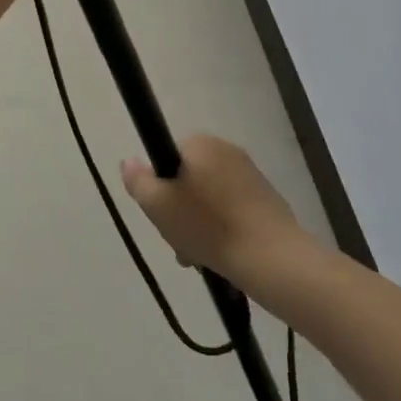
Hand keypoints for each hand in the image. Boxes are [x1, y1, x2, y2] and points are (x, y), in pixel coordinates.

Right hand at [122, 135, 309, 278]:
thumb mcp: (158, 205)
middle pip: (189, 179)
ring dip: (199, 223)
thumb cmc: (208, 226)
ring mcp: (251, 174)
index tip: (161, 215)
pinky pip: (232, 210)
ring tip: (200, 257)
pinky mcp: (268, 199)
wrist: (271, 257)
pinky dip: (223, 228)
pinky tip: (222, 255)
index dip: (159, 187)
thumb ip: (138, 180)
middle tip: (178, 241)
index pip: (167, 158)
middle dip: (179, 210)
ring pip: (209, 198)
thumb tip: (129, 161)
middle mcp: (227, 150)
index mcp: (201, 143)